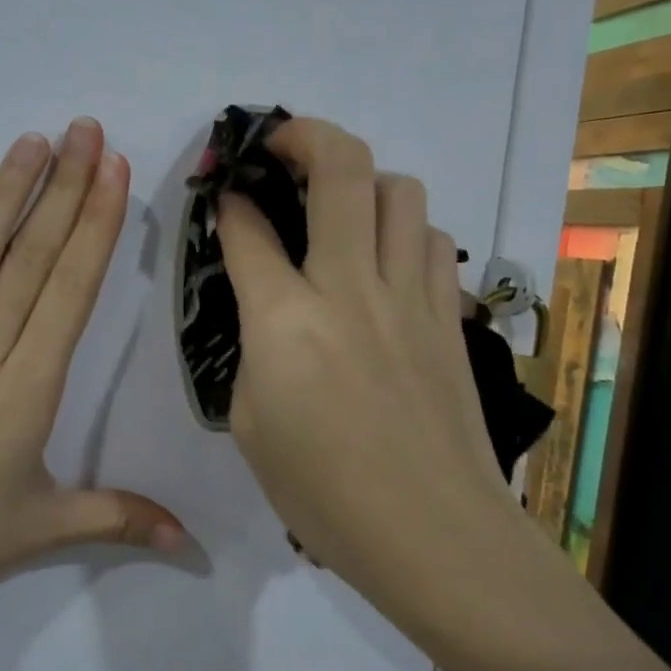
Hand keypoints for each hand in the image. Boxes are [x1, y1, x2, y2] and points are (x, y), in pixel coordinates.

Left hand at [0, 118, 184, 635]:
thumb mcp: (41, 531)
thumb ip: (118, 519)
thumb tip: (189, 541)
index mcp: (23, 389)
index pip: (68, 291)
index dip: (95, 226)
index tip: (115, 171)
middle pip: (28, 258)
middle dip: (64, 189)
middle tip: (87, 130)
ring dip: (3, 194)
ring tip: (31, 141)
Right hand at [216, 118, 524, 609]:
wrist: (433, 534)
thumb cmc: (323, 493)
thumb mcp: (249, 424)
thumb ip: (251, 351)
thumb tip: (266, 312)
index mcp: (286, 322)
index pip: (248, 229)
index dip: (227, 202)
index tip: (220, 194)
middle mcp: (351, 288)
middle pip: (340, 169)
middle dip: (302, 136)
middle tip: (279, 145)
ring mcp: (411, 298)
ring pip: (400, 191)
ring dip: (362, 181)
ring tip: (338, 206)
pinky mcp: (450, 317)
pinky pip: (432, 242)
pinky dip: (404, 230)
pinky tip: (386, 261)